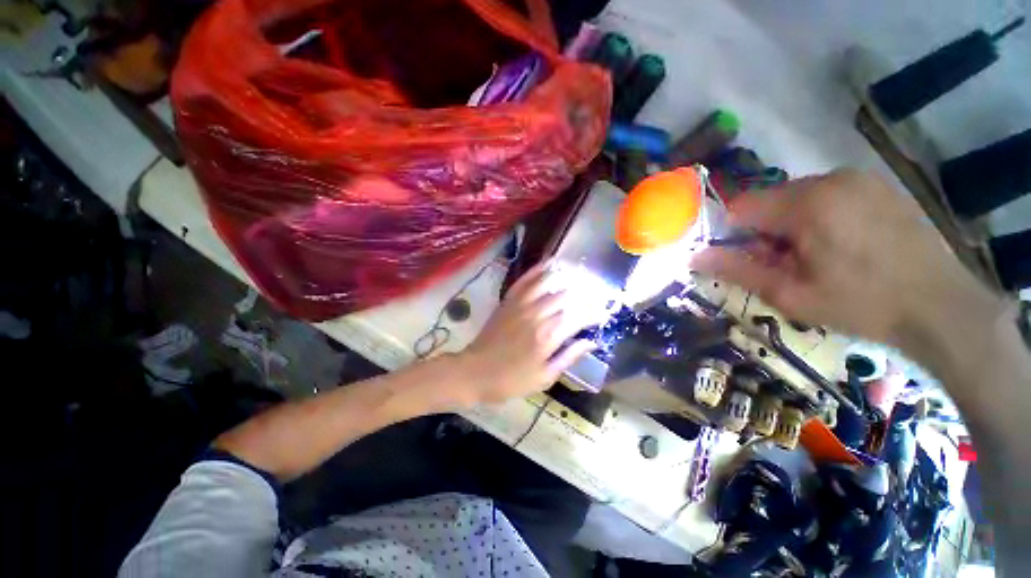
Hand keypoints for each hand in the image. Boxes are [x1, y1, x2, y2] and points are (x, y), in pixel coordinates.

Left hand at [453, 264, 596, 405]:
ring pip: (547, 282)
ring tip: (577, 274)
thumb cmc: (512, 380)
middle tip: (592, 295)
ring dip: (564, 276)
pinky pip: (525, 280)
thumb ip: (568, 357)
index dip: (593, 313)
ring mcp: (521, 305)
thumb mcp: (545, 377)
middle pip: (566, 296)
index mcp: (548, 336)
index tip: (601, 314)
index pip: (578, 317)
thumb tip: (590, 342)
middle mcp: (537, 315)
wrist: (476, 372)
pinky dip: (538, 270)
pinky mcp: (509, 301)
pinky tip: (549, 264)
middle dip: (583, 294)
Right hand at [692, 169, 1003, 348]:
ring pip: (798, 198)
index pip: (741, 206)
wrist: (943, 308)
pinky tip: (841, 245)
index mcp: (806, 203)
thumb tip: (695, 257)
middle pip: (770, 200)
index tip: (743, 258)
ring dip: (791, 225)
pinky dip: (819, 217)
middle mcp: (831, 179)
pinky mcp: (878, 186)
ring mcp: (859, 179)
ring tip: (815, 257)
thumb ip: (738, 270)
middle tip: (784, 264)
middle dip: (765, 231)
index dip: (731, 233)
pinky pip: (828, 195)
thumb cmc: (861, 304)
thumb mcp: (790, 294)